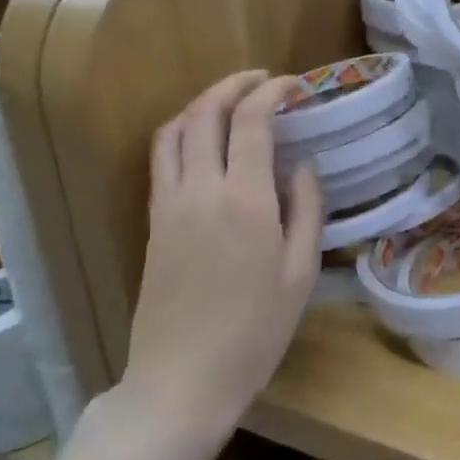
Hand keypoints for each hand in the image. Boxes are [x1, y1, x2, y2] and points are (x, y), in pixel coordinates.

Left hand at [122, 71, 322, 426]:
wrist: (182, 380)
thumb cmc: (255, 332)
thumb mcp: (300, 273)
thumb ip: (306, 210)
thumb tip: (302, 166)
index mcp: (245, 200)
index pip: (251, 121)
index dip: (270, 92)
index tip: (292, 85)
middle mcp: (200, 189)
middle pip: (206, 113)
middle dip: (234, 85)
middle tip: (262, 80)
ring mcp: (169, 204)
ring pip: (175, 130)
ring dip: (203, 103)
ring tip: (231, 100)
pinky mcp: (152, 221)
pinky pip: (161, 158)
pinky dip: (181, 131)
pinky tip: (202, 140)